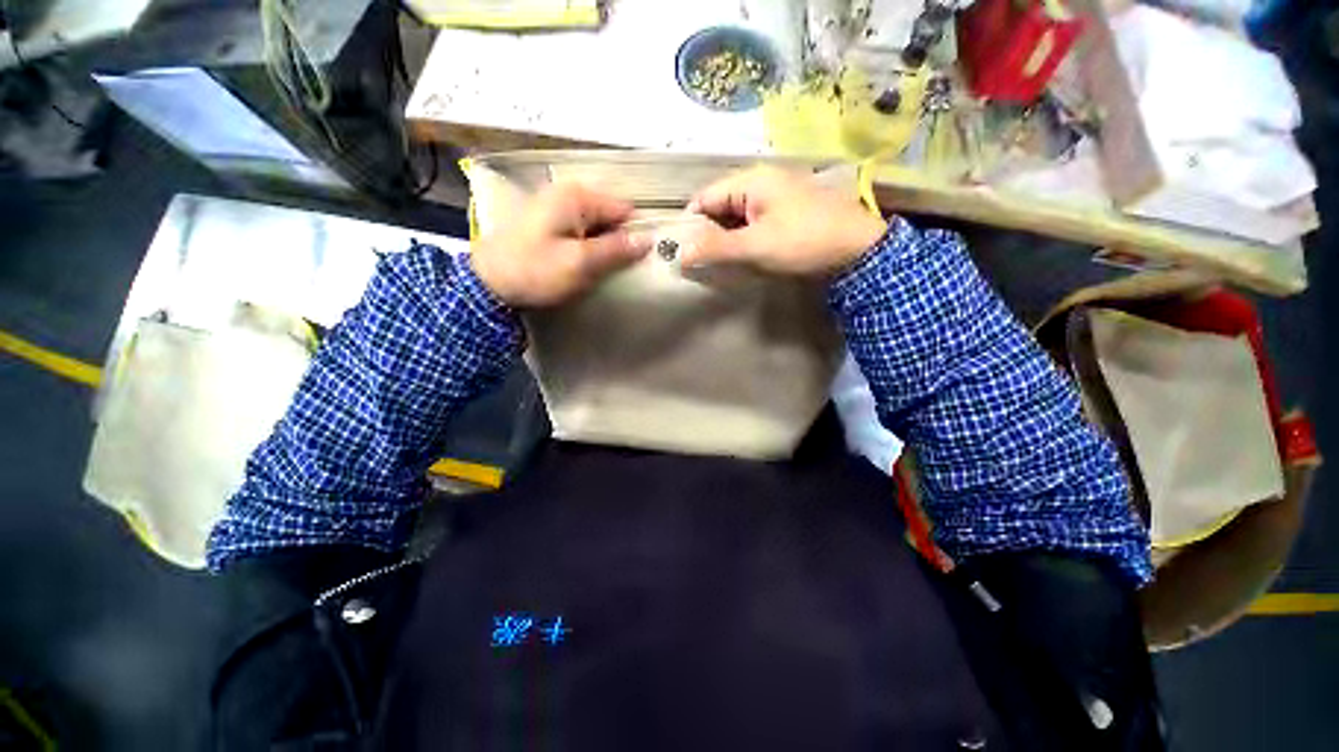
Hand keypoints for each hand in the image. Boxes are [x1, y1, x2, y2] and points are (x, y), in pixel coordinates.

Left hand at [470, 183, 652, 307]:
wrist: (489, 284)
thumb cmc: (536, 271)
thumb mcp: (581, 263)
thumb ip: (616, 250)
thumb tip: (649, 239)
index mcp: (577, 197)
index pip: (624, 210)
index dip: (634, 234)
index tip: (638, 260)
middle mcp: (568, 194)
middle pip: (610, 217)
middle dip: (617, 242)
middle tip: (616, 270)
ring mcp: (556, 208)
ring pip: (596, 227)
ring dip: (602, 248)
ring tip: (600, 271)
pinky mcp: (549, 223)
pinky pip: (581, 232)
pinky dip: (588, 248)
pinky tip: (583, 266)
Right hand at [682, 166, 887, 275]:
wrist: (858, 249)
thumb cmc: (803, 242)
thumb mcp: (755, 246)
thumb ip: (716, 248)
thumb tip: (680, 253)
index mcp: (751, 180)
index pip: (705, 198)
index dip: (691, 224)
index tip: (684, 252)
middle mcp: (761, 181)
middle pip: (720, 205)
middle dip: (709, 233)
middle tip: (703, 262)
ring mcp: (776, 195)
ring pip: (737, 215)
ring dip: (727, 237)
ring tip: (722, 262)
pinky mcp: (786, 210)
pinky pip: (754, 221)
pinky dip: (744, 237)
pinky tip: (745, 255)